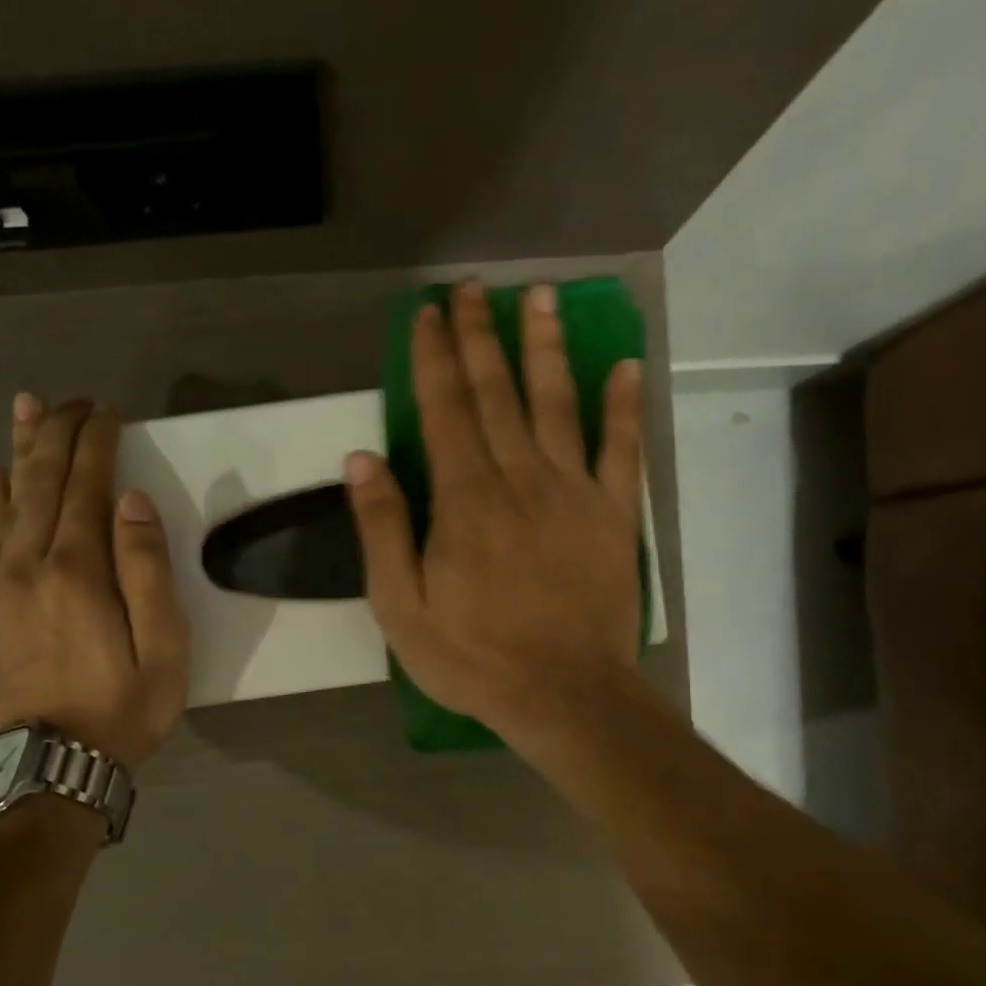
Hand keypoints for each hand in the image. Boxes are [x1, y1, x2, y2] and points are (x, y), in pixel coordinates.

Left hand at [0, 396, 189, 767]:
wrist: (54, 763)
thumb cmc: (123, 708)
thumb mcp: (162, 648)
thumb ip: (148, 570)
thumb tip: (131, 501)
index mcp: (79, 570)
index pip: (87, 486)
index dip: (97, 443)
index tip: (109, 411)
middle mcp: (33, 563)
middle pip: (44, 480)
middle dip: (60, 432)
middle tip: (76, 399)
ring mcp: (5, 581)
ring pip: (11, 498)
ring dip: (22, 448)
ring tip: (27, 407)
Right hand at [346, 281, 644, 742]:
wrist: (564, 696)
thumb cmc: (473, 657)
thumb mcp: (401, 607)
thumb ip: (383, 529)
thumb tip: (362, 459)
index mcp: (465, 499)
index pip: (444, 410)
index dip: (435, 357)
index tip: (428, 313)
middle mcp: (519, 479)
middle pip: (497, 394)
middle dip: (481, 337)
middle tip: (473, 289)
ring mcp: (573, 493)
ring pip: (557, 404)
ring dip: (546, 348)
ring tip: (539, 298)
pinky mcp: (612, 516)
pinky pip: (622, 450)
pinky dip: (624, 406)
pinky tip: (624, 366)